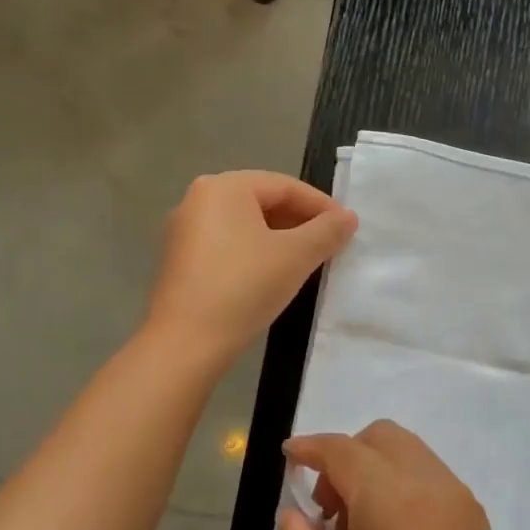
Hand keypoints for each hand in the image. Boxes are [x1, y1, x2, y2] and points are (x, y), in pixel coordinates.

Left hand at [147, 172, 355, 362]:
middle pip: (263, 201)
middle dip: (301, 221)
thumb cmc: (245, 286)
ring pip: (246, 225)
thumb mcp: (296, 256)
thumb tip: (348, 218)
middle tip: (331, 244)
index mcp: (223, 187)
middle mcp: (198, 199)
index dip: (321, 205)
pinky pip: (229, 244)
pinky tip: (275, 275)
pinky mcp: (181, 261)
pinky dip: (257, 252)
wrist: (187, 342)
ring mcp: (185, 231)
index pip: (285, 186)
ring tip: (309, 260)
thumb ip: (327, 231)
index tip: (347, 228)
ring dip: (281, 238)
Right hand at [279, 422, 529, 529]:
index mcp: (393, 497)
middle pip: (383, 439)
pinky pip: (432, 480)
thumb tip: (296, 511)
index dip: (310, 447)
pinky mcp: (479, 525)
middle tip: (326, 510)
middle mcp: (434, 484)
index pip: (344, 450)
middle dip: (346, 456)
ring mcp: (463, 503)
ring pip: (411, 456)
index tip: (288, 456)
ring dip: (376, 471)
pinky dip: (403, 487)